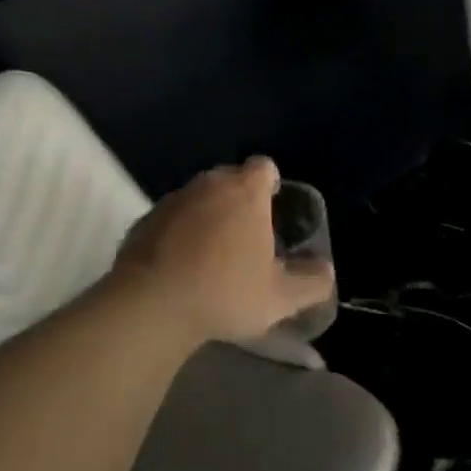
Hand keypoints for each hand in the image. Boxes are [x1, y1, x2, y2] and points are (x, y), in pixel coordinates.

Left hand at [107, 157, 334, 345]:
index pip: (263, 167)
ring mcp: (173, 199)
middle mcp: (208, 184)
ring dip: (208, 215)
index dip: (271, 184)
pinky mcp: (145, 219)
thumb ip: (311, 282)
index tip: (272, 208)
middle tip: (247, 236)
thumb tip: (325, 271)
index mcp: (244, 191)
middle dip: (239, 199)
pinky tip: (181, 264)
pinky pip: (172, 217)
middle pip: (229, 179)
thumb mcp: (280, 298)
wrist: (152, 304)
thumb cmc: (224, 292)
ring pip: (198, 197)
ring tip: (213, 253)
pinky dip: (179, 231)